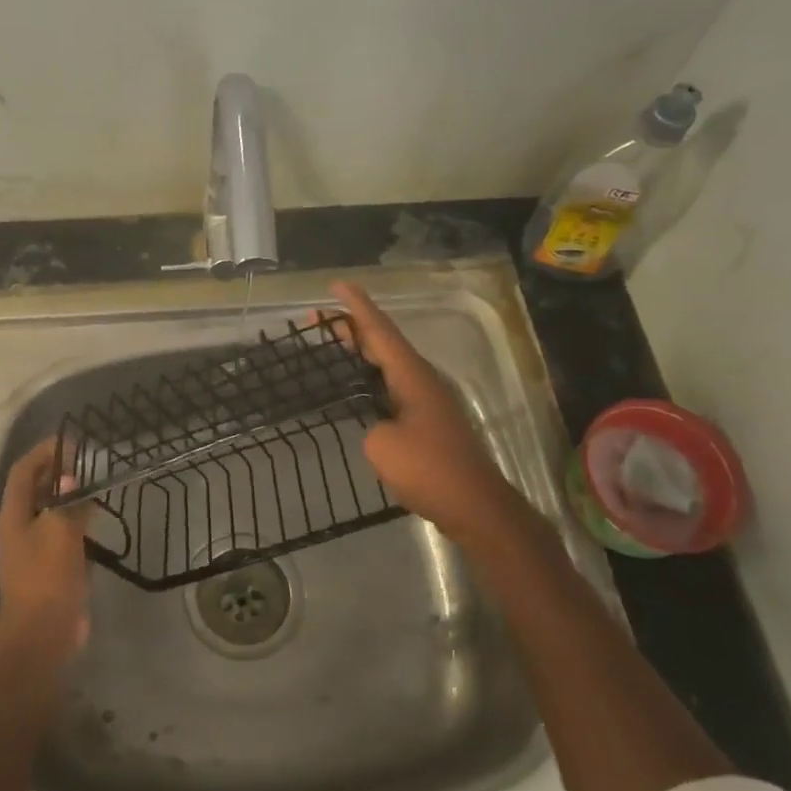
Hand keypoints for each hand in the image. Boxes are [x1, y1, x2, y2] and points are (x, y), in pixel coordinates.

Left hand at [0, 438, 93, 664]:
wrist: (44, 633)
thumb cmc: (47, 576)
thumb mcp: (60, 531)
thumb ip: (68, 502)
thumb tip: (73, 480)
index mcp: (14, 515)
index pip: (24, 471)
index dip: (43, 452)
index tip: (70, 441)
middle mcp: (20, 527)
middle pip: (37, 489)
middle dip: (58, 471)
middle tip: (88, 460)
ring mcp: (36, 549)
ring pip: (52, 512)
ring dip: (70, 496)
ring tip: (97, 483)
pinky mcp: (53, 567)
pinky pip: (65, 535)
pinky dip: (79, 522)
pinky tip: (99, 518)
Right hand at [331, 281, 527, 548]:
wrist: (473, 505)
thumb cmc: (428, 469)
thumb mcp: (382, 445)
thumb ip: (369, 425)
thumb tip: (376, 426)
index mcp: (412, 376)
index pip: (380, 331)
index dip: (357, 307)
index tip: (336, 285)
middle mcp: (422, 380)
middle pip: (384, 343)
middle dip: (352, 328)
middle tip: (317, 321)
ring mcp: (427, 402)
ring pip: (389, 365)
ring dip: (361, 353)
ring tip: (332, 346)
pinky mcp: (428, 423)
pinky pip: (392, 388)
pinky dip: (370, 379)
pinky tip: (357, 390)